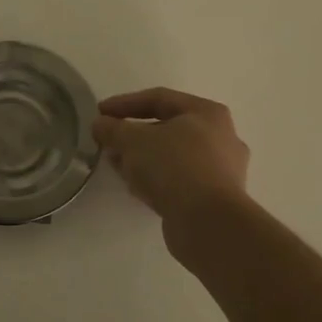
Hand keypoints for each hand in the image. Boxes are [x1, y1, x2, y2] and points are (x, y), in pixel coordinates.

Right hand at [92, 87, 250, 229]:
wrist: (208, 223)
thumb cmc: (174, 166)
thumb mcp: (133, 141)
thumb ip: (113, 128)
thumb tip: (100, 124)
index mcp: (207, 113)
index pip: (159, 98)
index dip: (125, 103)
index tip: (99, 112)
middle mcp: (221, 137)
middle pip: (168, 128)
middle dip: (133, 134)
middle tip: (108, 141)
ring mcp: (221, 170)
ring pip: (173, 156)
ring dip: (143, 158)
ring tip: (116, 165)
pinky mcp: (215, 199)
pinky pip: (179, 180)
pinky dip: (156, 179)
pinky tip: (134, 187)